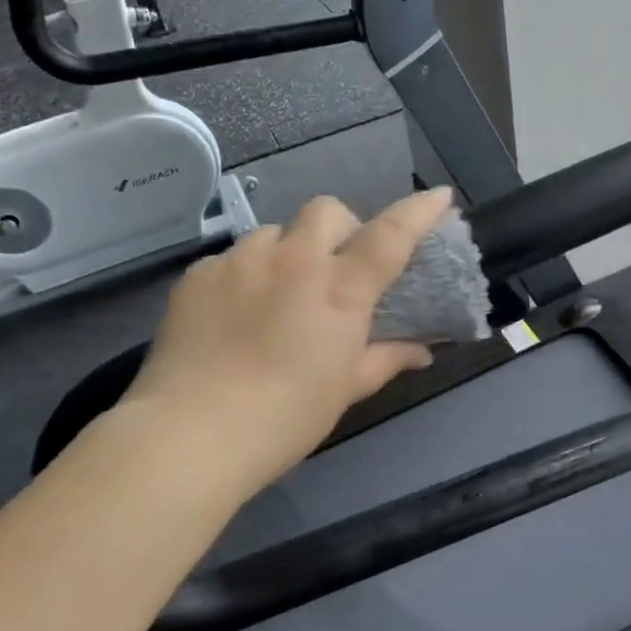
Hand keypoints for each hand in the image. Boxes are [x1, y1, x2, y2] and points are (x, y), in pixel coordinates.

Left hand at [121, 188, 453, 499]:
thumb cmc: (286, 418)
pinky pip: (233, 258)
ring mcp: (240, 261)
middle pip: (326, 211)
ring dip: (289, 252)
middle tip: (337, 268)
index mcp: (339, 290)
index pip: (390, 235)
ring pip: (275, 232)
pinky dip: (247, 276)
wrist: (191, 434)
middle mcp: (292, 260)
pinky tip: (236, 315)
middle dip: (341, 228)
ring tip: (279, 295)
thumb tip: (422, 351)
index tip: (439, 197)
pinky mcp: (198, 274)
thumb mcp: (345, 390)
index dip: (418, 212)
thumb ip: (387, 359)